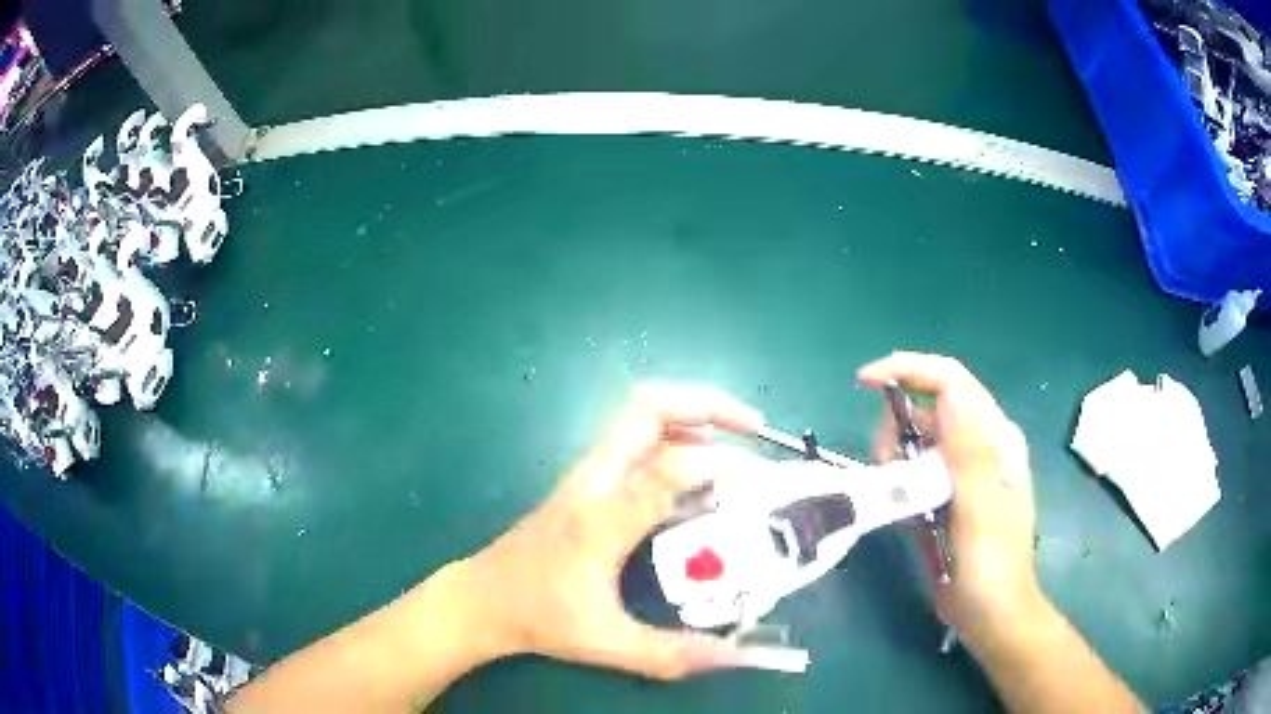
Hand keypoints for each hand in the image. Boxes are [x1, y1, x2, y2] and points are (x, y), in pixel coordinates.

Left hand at [457, 385, 776, 679]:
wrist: (482, 598)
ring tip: (740, 442)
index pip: (669, 469)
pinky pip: (636, 437)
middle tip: (756, 428)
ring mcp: (586, 474)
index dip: (726, 465)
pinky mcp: (585, 479)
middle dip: (709, 404)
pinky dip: (677, 435)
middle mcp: (593, 482)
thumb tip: (737, 658)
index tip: (766, 482)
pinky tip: (700, 469)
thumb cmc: (540, 618)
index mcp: (600, 520)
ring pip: (640, 414)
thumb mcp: (606, 643)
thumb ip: (672, 653)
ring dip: (694, 414)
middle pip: (647, 407)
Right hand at [858, 352, 1039, 649]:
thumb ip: (969, 454)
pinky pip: (913, 470)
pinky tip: (903, 509)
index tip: (865, 382)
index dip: (909, 370)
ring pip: (916, 438)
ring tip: (897, 497)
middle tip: (888, 470)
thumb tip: (948, 392)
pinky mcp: (945, 493)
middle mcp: (979, 444)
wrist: (989, 614)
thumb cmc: (991, 566)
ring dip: (895, 458)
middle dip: (898, 426)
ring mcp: (962, 470)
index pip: (951, 381)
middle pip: (928, 406)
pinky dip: (899, 481)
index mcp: (995, 438)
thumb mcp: (982, 511)